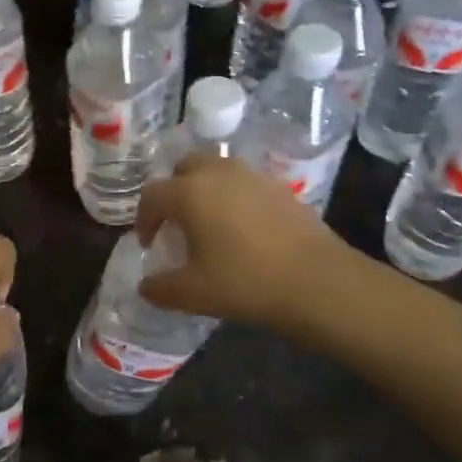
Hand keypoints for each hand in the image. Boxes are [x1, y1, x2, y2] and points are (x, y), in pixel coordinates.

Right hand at [135, 154, 350, 332]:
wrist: (317, 281)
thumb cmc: (245, 282)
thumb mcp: (193, 293)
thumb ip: (160, 288)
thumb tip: (146, 287)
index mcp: (189, 192)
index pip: (152, 195)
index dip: (144, 219)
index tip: (149, 243)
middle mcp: (218, 173)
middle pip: (184, 168)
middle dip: (173, 191)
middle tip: (176, 222)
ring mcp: (252, 176)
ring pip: (217, 170)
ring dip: (205, 190)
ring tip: (209, 223)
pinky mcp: (280, 186)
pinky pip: (244, 182)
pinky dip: (234, 196)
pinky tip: (243, 229)